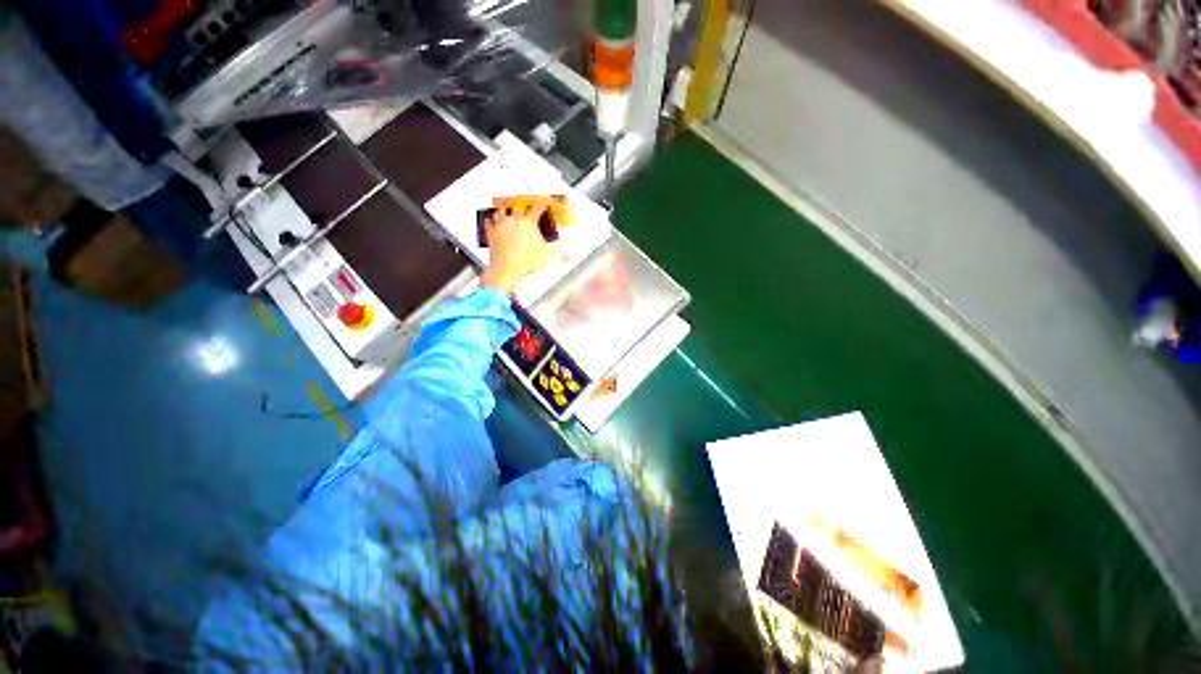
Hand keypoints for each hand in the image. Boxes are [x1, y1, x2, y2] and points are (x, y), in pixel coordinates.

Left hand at [479, 205, 560, 292]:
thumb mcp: (548, 256)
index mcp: (528, 222)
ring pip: (501, 210)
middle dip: (522, 203)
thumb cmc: (524, 261)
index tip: (544, 203)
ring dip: (505, 208)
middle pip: (517, 205)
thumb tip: (568, 252)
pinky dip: (491, 219)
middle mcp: (513, 221)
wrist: (506, 269)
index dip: (542, 205)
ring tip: (507, 207)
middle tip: (525, 202)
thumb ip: (560, 252)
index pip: (537, 208)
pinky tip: (491, 220)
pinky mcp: (491, 234)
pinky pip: (489, 222)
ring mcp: (501, 226)